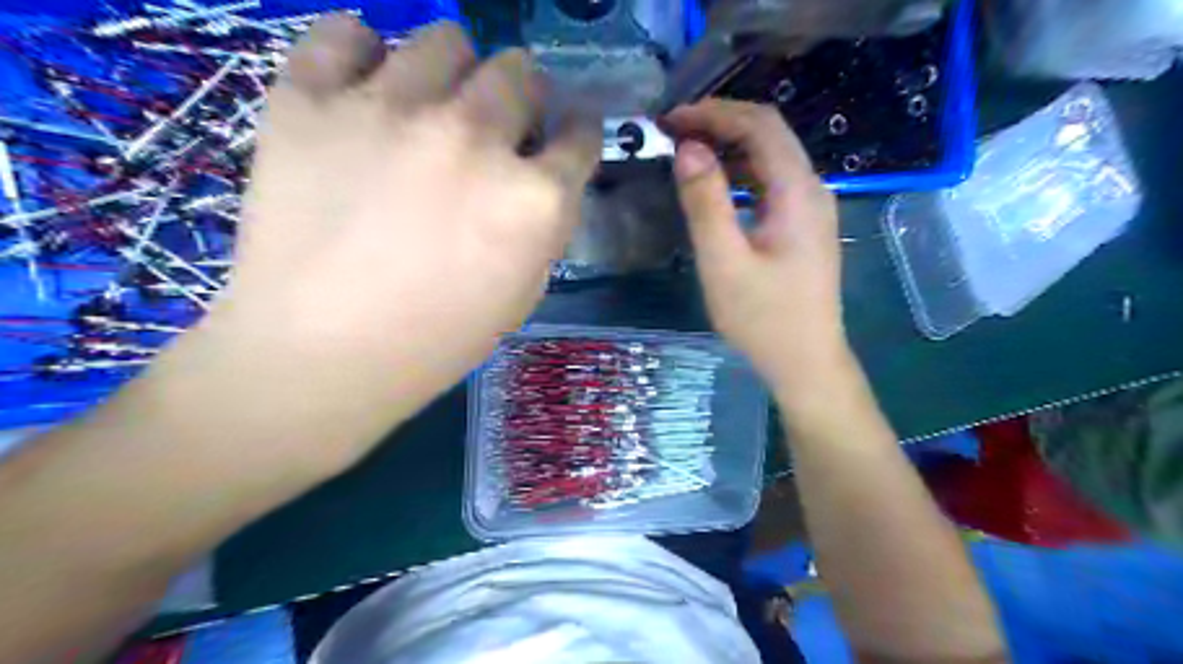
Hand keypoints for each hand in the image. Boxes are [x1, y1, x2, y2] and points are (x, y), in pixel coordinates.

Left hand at [145, 12, 595, 459]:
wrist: (320, 355)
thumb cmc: (435, 340)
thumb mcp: (522, 293)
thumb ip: (544, 226)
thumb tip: (540, 176)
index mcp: (533, 198)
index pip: (581, 136)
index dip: (575, 134)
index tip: (561, 138)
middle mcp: (474, 138)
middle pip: (521, 73)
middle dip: (522, 97)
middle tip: (498, 124)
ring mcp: (390, 109)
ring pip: (446, 41)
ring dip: (454, 71)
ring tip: (432, 106)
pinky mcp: (310, 99)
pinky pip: (346, 33)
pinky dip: (362, 53)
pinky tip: (365, 89)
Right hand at [665, 98, 851, 398]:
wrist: (805, 361)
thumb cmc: (764, 318)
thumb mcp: (725, 262)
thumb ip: (705, 202)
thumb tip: (687, 148)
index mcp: (798, 191)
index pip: (760, 125)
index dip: (714, 113)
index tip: (670, 120)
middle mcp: (811, 188)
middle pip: (768, 134)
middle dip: (720, 123)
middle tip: (672, 131)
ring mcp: (810, 207)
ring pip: (770, 157)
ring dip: (728, 146)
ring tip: (685, 150)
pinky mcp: (802, 225)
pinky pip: (770, 182)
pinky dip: (739, 171)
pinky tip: (714, 182)